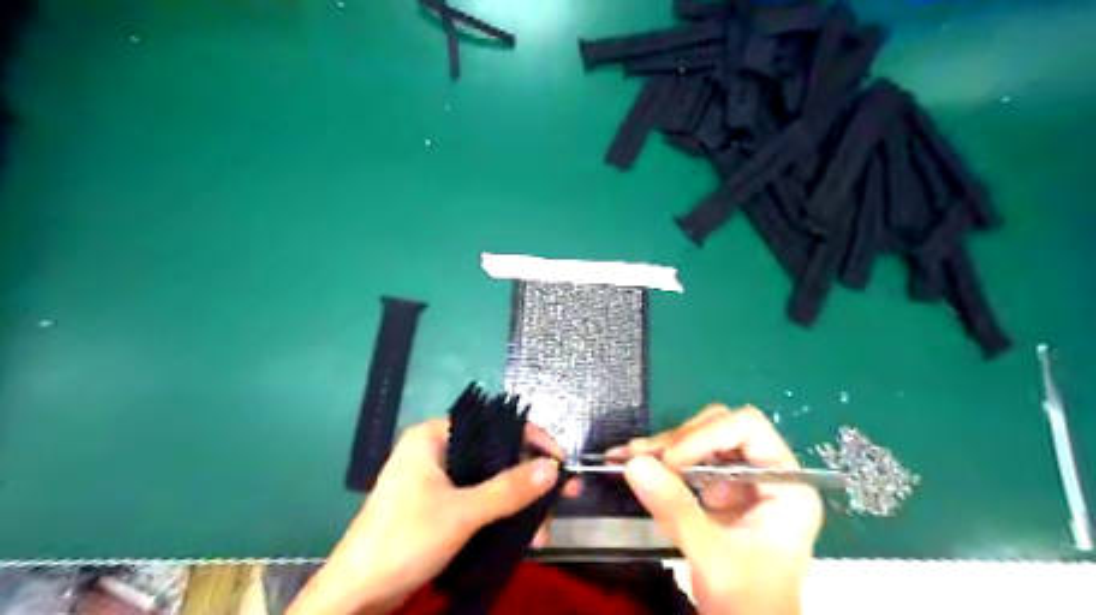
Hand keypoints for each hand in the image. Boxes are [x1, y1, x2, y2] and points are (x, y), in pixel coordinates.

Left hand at [292, 418, 581, 613]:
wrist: (356, 594)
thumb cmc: (404, 539)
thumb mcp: (462, 513)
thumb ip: (509, 489)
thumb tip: (553, 468)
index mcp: (434, 436)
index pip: (493, 424)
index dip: (531, 439)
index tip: (561, 461)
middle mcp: (436, 451)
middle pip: (495, 454)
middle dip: (529, 481)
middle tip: (562, 498)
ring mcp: (435, 480)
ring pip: (489, 481)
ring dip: (518, 505)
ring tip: (542, 533)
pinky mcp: (436, 506)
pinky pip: (478, 500)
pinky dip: (501, 515)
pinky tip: (522, 536)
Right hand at [612, 405, 816, 612]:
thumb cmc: (749, 604)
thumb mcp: (713, 557)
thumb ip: (676, 509)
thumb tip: (633, 463)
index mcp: (786, 484)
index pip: (748, 429)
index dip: (707, 436)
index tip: (671, 460)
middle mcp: (765, 473)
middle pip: (720, 428)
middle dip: (678, 440)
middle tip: (642, 456)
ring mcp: (740, 481)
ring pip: (699, 441)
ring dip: (661, 447)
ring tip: (625, 456)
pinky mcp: (718, 492)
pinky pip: (686, 462)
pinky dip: (658, 461)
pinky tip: (630, 462)